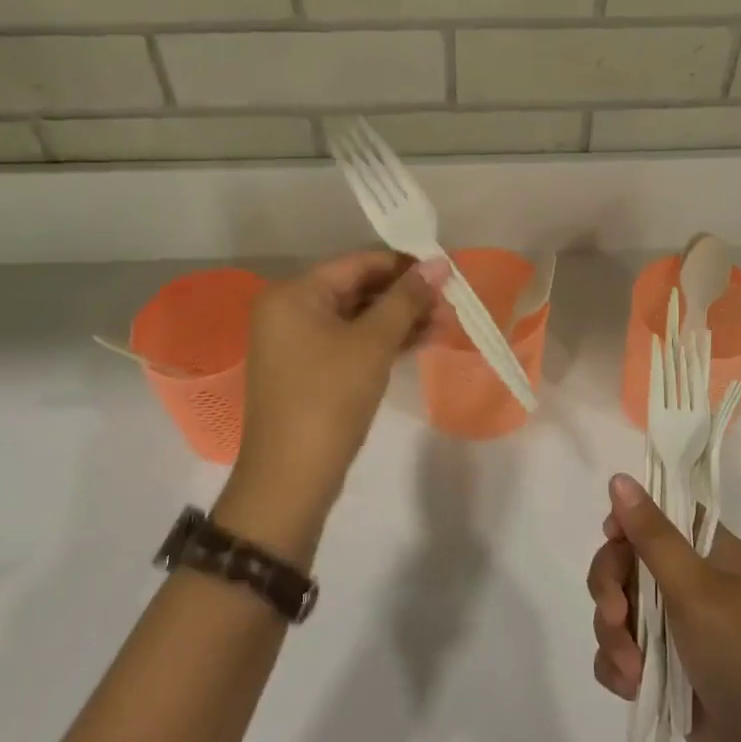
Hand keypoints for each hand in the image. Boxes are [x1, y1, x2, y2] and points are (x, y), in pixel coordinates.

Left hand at [216, 252, 445, 561]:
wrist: (291, 478)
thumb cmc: (330, 398)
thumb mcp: (373, 344)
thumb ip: (407, 299)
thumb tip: (440, 263)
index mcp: (295, 293)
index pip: (358, 263)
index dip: (405, 265)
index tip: (446, 273)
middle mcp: (290, 310)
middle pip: (358, 289)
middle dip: (405, 296)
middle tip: (450, 303)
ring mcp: (297, 342)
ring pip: (357, 318)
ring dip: (400, 320)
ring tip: (445, 323)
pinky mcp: (309, 370)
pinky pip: (351, 342)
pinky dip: (383, 341)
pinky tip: (421, 341)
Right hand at [588, 475, 740, 741]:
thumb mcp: (696, 588)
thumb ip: (652, 534)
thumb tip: (619, 477)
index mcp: (714, 554)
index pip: (661, 516)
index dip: (629, 524)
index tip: (612, 540)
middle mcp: (696, 585)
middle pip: (629, 562)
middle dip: (611, 589)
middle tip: (614, 616)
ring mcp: (680, 630)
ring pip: (620, 609)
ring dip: (614, 635)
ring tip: (630, 669)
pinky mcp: (667, 671)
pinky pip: (624, 652)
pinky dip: (619, 666)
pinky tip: (630, 686)